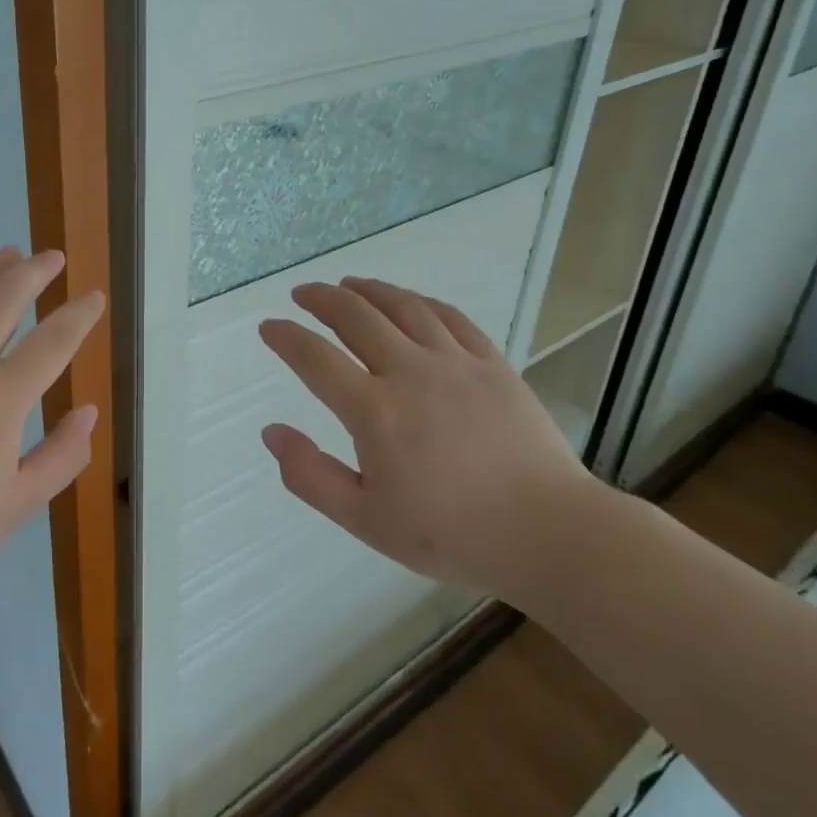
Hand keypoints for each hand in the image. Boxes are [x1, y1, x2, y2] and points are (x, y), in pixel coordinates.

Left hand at [0, 246, 103, 592]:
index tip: (94, 298)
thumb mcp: (15, 506)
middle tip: (52, 259)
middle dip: (37, 270)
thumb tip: (88, 412)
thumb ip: (61, 457)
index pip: (53, 340)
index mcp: (0, 398)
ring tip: (9, 254)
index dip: (80, 314)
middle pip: (6, 296)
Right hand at [258, 276, 601, 602]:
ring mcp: (455, 363)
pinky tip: (409, 301)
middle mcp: (410, 372)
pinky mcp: (492, 363)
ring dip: (368, 290)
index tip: (269, 327)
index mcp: (374, 411)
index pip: (315, 358)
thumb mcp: (365, 520)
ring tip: (348, 283)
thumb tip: (272, 432)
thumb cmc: (450, 534)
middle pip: (355, 316)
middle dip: (321, 299)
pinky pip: (450, 317)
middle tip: (302, 293)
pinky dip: (420, 302)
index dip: (285, 337)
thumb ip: (310, 476)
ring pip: (402, 307)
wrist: (546, 533)